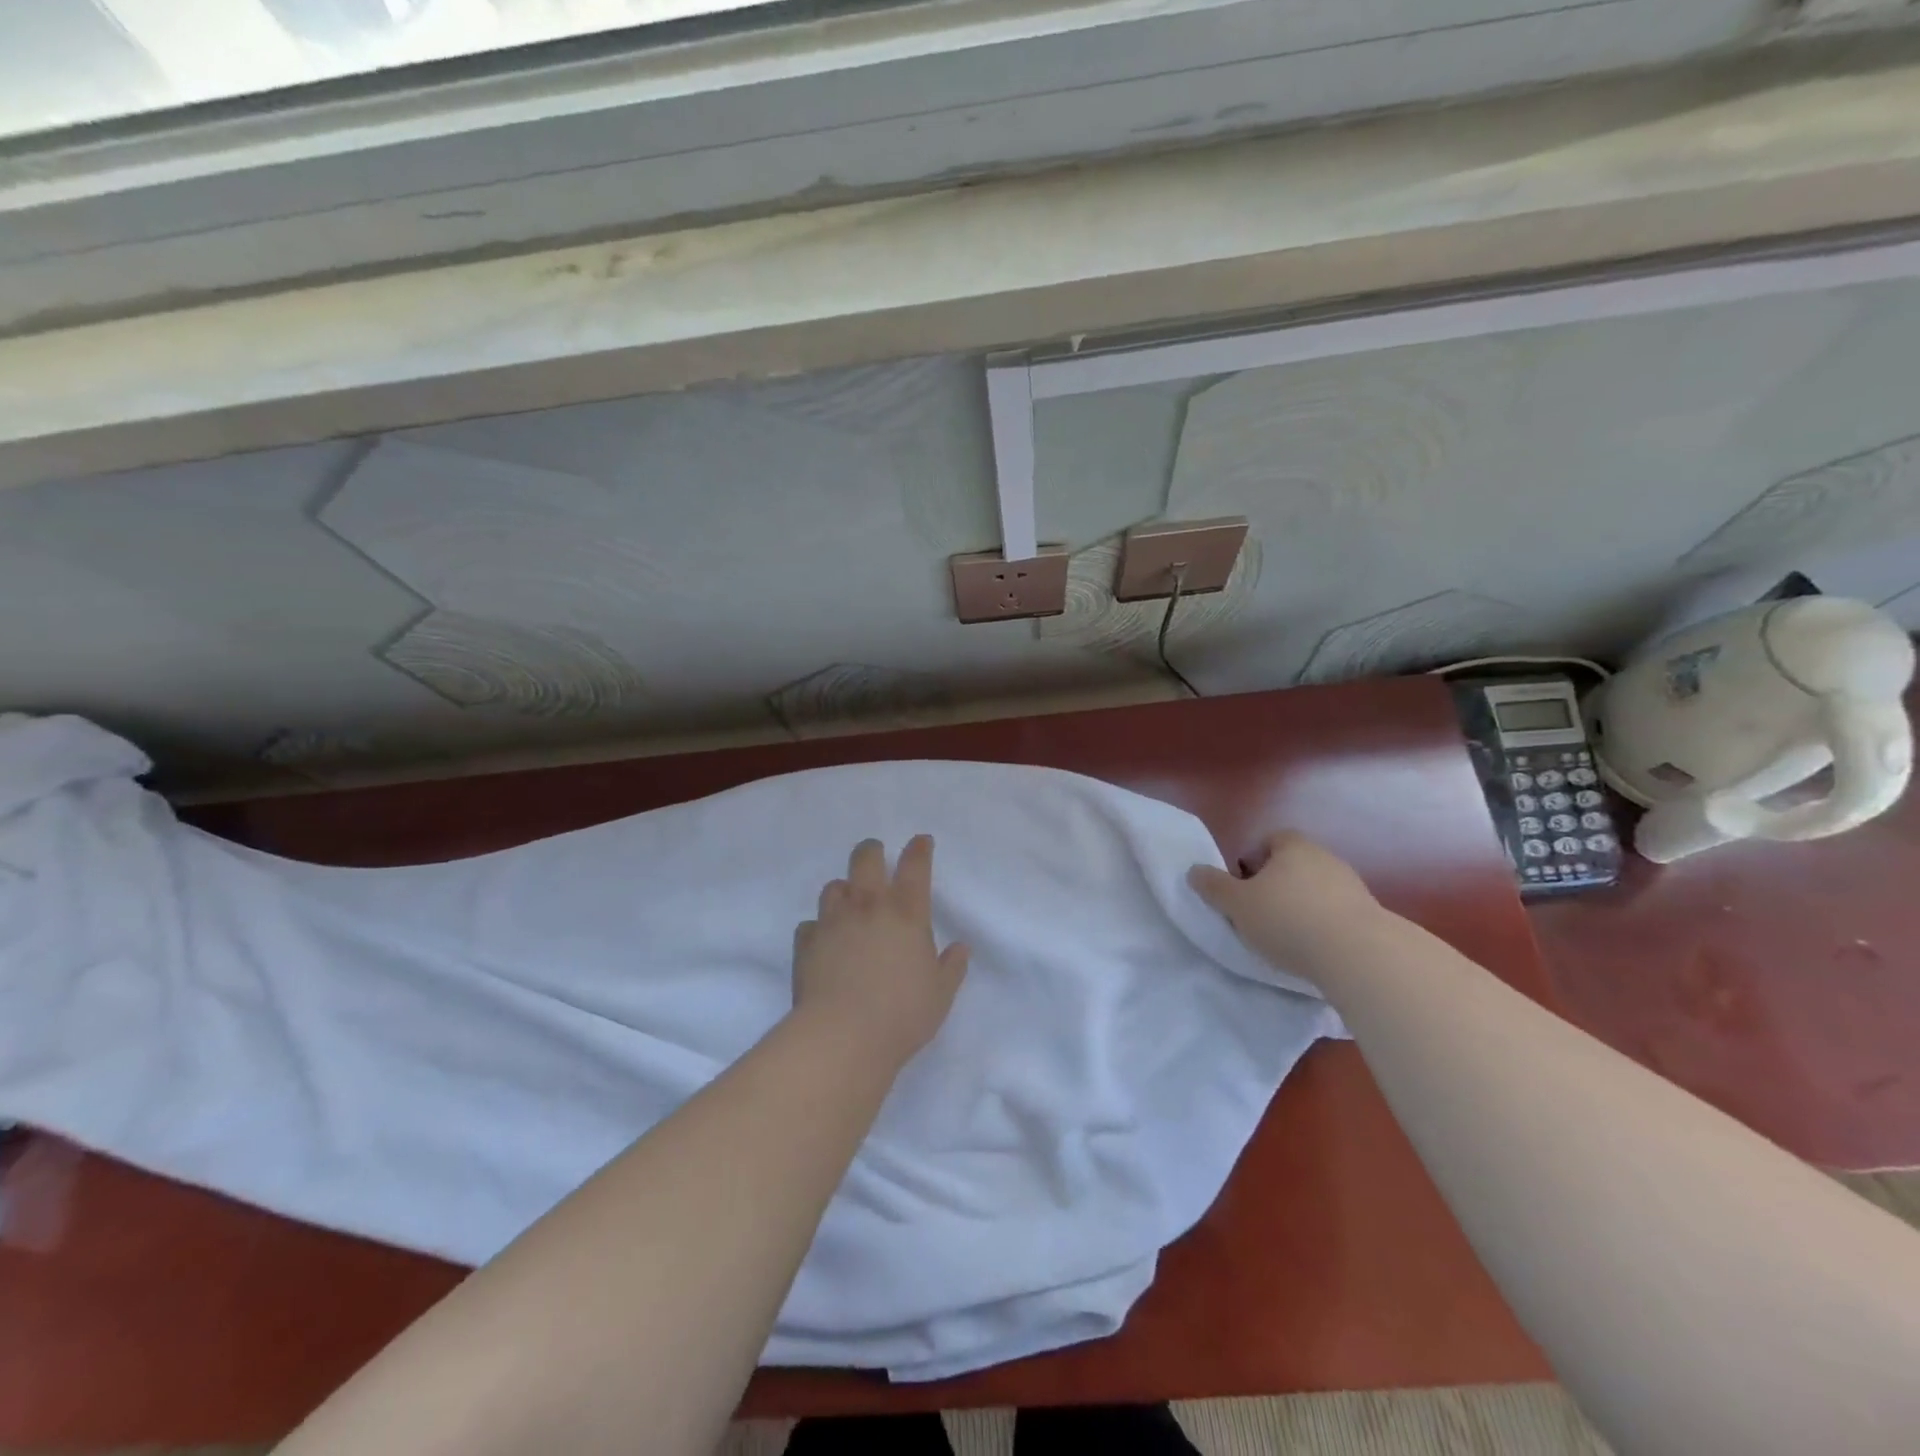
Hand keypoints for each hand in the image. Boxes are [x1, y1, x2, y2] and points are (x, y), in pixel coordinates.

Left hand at [791, 836, 969, 1067]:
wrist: (843, 1036)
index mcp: (907, 913)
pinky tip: (823, 941)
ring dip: (843, 889)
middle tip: (876, 854)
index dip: (919, 849)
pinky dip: (818, 928)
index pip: (915, 866)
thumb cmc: (902, 1014)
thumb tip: (960, 948)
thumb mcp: (940, 994)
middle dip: (872, 850)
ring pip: (833, 887)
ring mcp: (833, 922)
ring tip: (848, 901)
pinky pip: (810, 925)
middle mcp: (868, 907)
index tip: (921, 841)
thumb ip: (951, 967)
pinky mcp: (806, 943)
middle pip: (866, 859)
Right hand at [1188, 831, 1381, 979]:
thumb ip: (1213, 886)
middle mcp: (1325, 858)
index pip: (1270, 840)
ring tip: (1286, 936)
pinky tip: (1313, 948)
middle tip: (1257, 912)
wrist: (1358, 955)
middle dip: (1275, 884)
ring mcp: (1352, 886)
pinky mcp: (1370, 915)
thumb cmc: (1287, 919)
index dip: (1252, 860)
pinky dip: (1323, 925)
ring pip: (1316, 889)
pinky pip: (1337, 913)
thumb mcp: (1237, 904)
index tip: (1242, 887)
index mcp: (1293, 846)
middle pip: (1293, 864)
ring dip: (1301, 905)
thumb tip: (1194, 871)